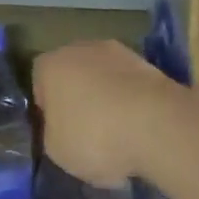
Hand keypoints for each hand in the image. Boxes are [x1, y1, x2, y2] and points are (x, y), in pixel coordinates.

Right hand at [33, 41, 181, 187]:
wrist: (159, 127)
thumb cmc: (94, 137)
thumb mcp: (56, 150)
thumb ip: (53, 133)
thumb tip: (63, 129)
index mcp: (50, 65)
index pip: (38, 83)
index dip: (46, 109)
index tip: (57, 132)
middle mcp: (83, 49)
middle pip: (74, 76)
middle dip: (79, 100)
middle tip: (85, 133)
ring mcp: (122, 53)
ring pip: (106, 79)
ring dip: (108, 100)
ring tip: (117, 136)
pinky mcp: (153, 66)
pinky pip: (132, 88)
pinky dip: (133, 105)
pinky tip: (139, 131)